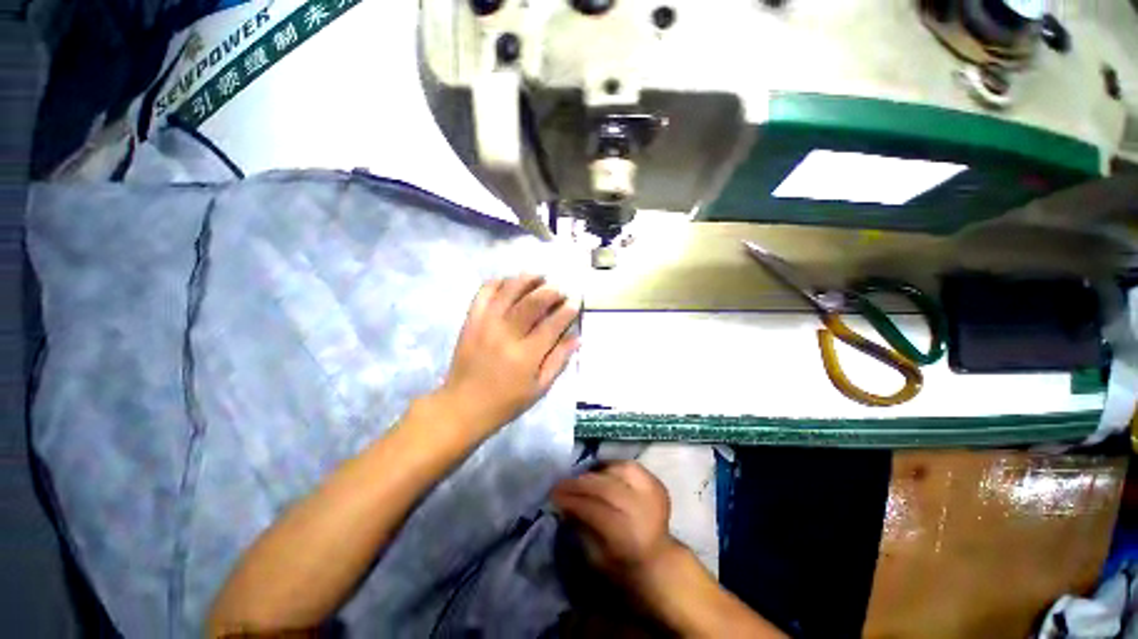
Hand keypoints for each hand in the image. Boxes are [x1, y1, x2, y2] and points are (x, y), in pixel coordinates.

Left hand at [436, 274, 579, 437]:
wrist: (463, 406)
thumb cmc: (506, 402)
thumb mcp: (539, 388)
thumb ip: (559, 360)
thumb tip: (577, 337)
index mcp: (526, 356)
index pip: (552, 324)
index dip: (567, 310)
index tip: (575, 303)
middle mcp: (506, 335)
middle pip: (532, 302)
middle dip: (551, 291)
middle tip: (560, 290)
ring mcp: (485, 324)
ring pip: (509, 291)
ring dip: (527, 279)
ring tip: (540, 277)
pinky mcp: (471, 320)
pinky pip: (484, 292)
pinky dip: (498, 282)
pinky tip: (510, 282)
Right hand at [552, 461, 676, 584]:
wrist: (657, 560)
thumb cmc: (621, 564)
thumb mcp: (596, 558)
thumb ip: (581, 527)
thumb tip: (565, 504)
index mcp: (630, 539)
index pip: (597, 510)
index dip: (573, 500)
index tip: (553, 495)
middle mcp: (644, 513)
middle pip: (608, 488)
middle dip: (580, 483)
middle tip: (561, 483)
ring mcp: (654, 495)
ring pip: (619, 471)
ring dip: (596, 473)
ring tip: (580, 478)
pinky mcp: (656, 483)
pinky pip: (629, 466)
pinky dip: (611, 467)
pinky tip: (599, 472)